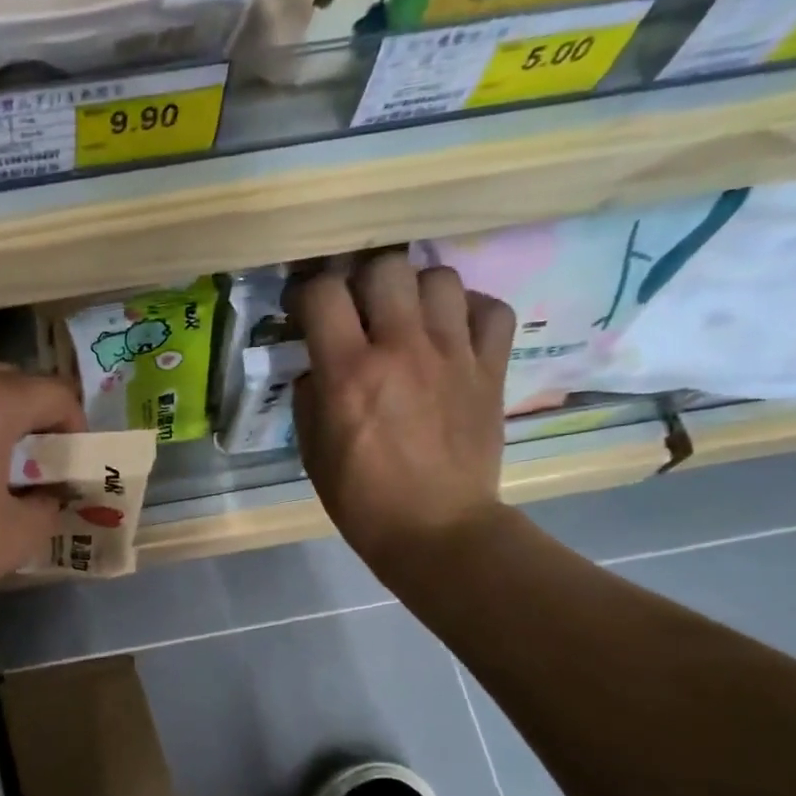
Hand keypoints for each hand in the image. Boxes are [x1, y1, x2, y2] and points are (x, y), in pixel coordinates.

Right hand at [287, 252, 516, 589]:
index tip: (303, 310)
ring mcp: (453, 355)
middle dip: (362, 279)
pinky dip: (470, 310)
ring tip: (407, 316)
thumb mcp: (312, 448)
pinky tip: (452, 330)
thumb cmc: (361, 497)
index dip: (306, 292)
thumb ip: (310, 394)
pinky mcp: (491, 368)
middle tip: (358, 306)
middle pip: (386, 266)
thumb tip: (318, 365)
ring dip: (416, 290)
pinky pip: (491, 309)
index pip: (323, 292)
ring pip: (440, 276)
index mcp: (349, 372)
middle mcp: (402, 348)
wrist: (435, 528)